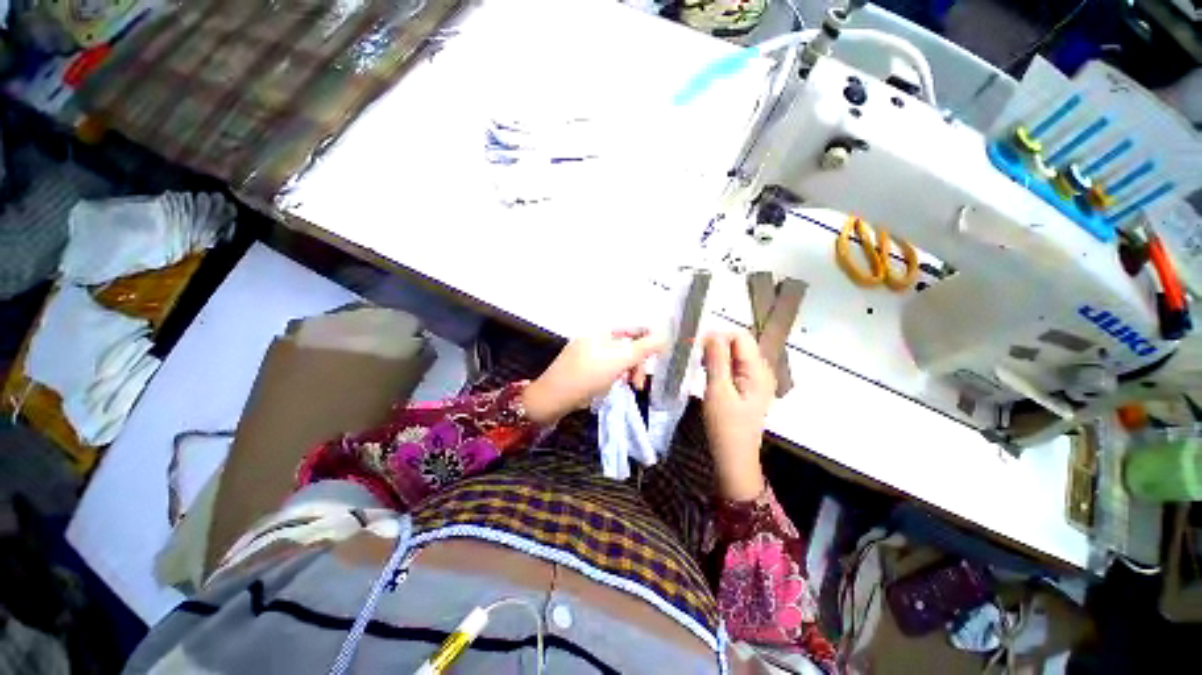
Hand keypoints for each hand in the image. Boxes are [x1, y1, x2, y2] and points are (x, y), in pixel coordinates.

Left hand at [522, 329, 666, 426]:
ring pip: (616, 359)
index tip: (658, 359)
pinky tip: (609, 387)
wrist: (553, 397)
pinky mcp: (581, 367)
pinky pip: (605, 367)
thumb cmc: (588, 375)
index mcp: (602, 330)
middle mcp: (594, 338)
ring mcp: (586, 353)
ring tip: (625, 386)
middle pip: (626, 346)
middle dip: (636, 363)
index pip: (634, 329)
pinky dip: (612, 376)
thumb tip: (666, 335)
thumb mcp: (620, 360)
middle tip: (638, 383)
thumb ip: (644, 347)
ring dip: (625, 372)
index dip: (649, 341)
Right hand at [702, 330, 774, 500]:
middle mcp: (761, 371)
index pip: (739, 336)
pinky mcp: (748, 388)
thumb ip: (716, 359)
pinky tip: (708, 374)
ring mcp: (756, 381)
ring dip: (716, 355)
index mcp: (758, 370)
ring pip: (734, 355)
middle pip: (739, 344)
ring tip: (698, 365)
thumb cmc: (725, 426)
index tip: (695, 346)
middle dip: (715, 345)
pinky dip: (719, 366)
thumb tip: (712, 332)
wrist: (734, 459)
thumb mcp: (718, 390)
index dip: (717, 336)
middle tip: (694, 357)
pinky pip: (734, 368)